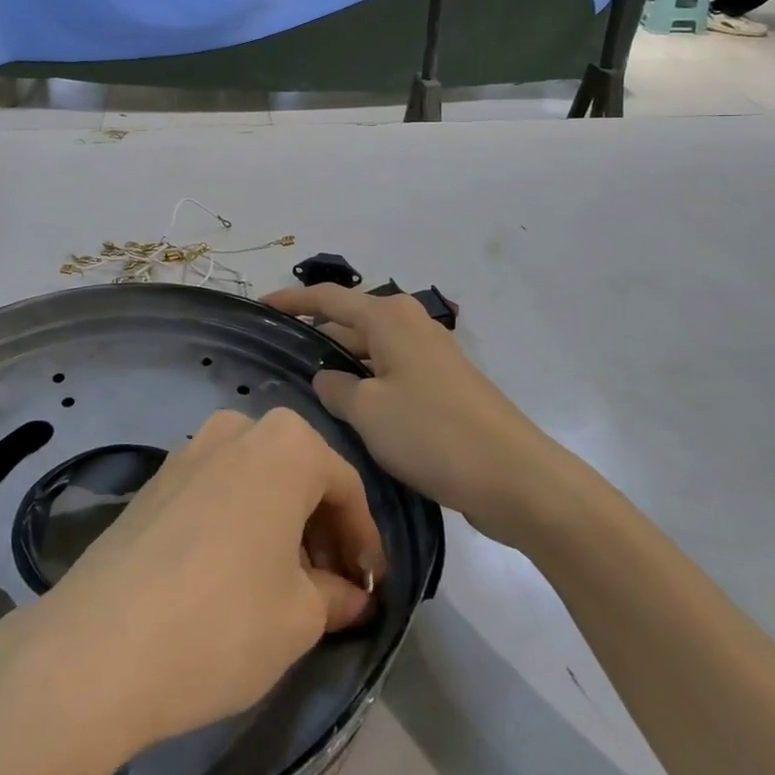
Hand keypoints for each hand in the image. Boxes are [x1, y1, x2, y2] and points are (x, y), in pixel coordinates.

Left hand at [0, 408, 385, 764]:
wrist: (98, 645)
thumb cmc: (223, 622)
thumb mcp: (299, 618)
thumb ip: (335, 595)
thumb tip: (350, 593)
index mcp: (285, 443)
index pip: (345, 486)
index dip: (364, 540)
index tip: (371, 588)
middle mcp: (237, 427)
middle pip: (299, 474)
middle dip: (322, 529)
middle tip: (332, 589)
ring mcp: (189, 449)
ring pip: (256, 479)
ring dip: (280, 524)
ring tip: (286, 585)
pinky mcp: (156, 478)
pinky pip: (217, 489)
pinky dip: (240, 520)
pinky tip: (235, 574)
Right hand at [263, 284, 562, 544]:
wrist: (514, 476)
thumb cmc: (432, 432)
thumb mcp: (368, 411)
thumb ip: (335, 389)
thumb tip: (326, 378)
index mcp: (389, 318)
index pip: (329, 298)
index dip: (292, 300)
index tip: (260, 305)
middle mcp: (410, 324)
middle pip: (351, 321)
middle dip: (316, 336)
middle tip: (277, 357)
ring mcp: (429, 354)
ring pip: (371, 350)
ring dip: (341, 365)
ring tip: (304, 388)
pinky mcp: (443, 384)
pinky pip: (390, 372)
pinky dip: (366, 383)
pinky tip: (349, 411)